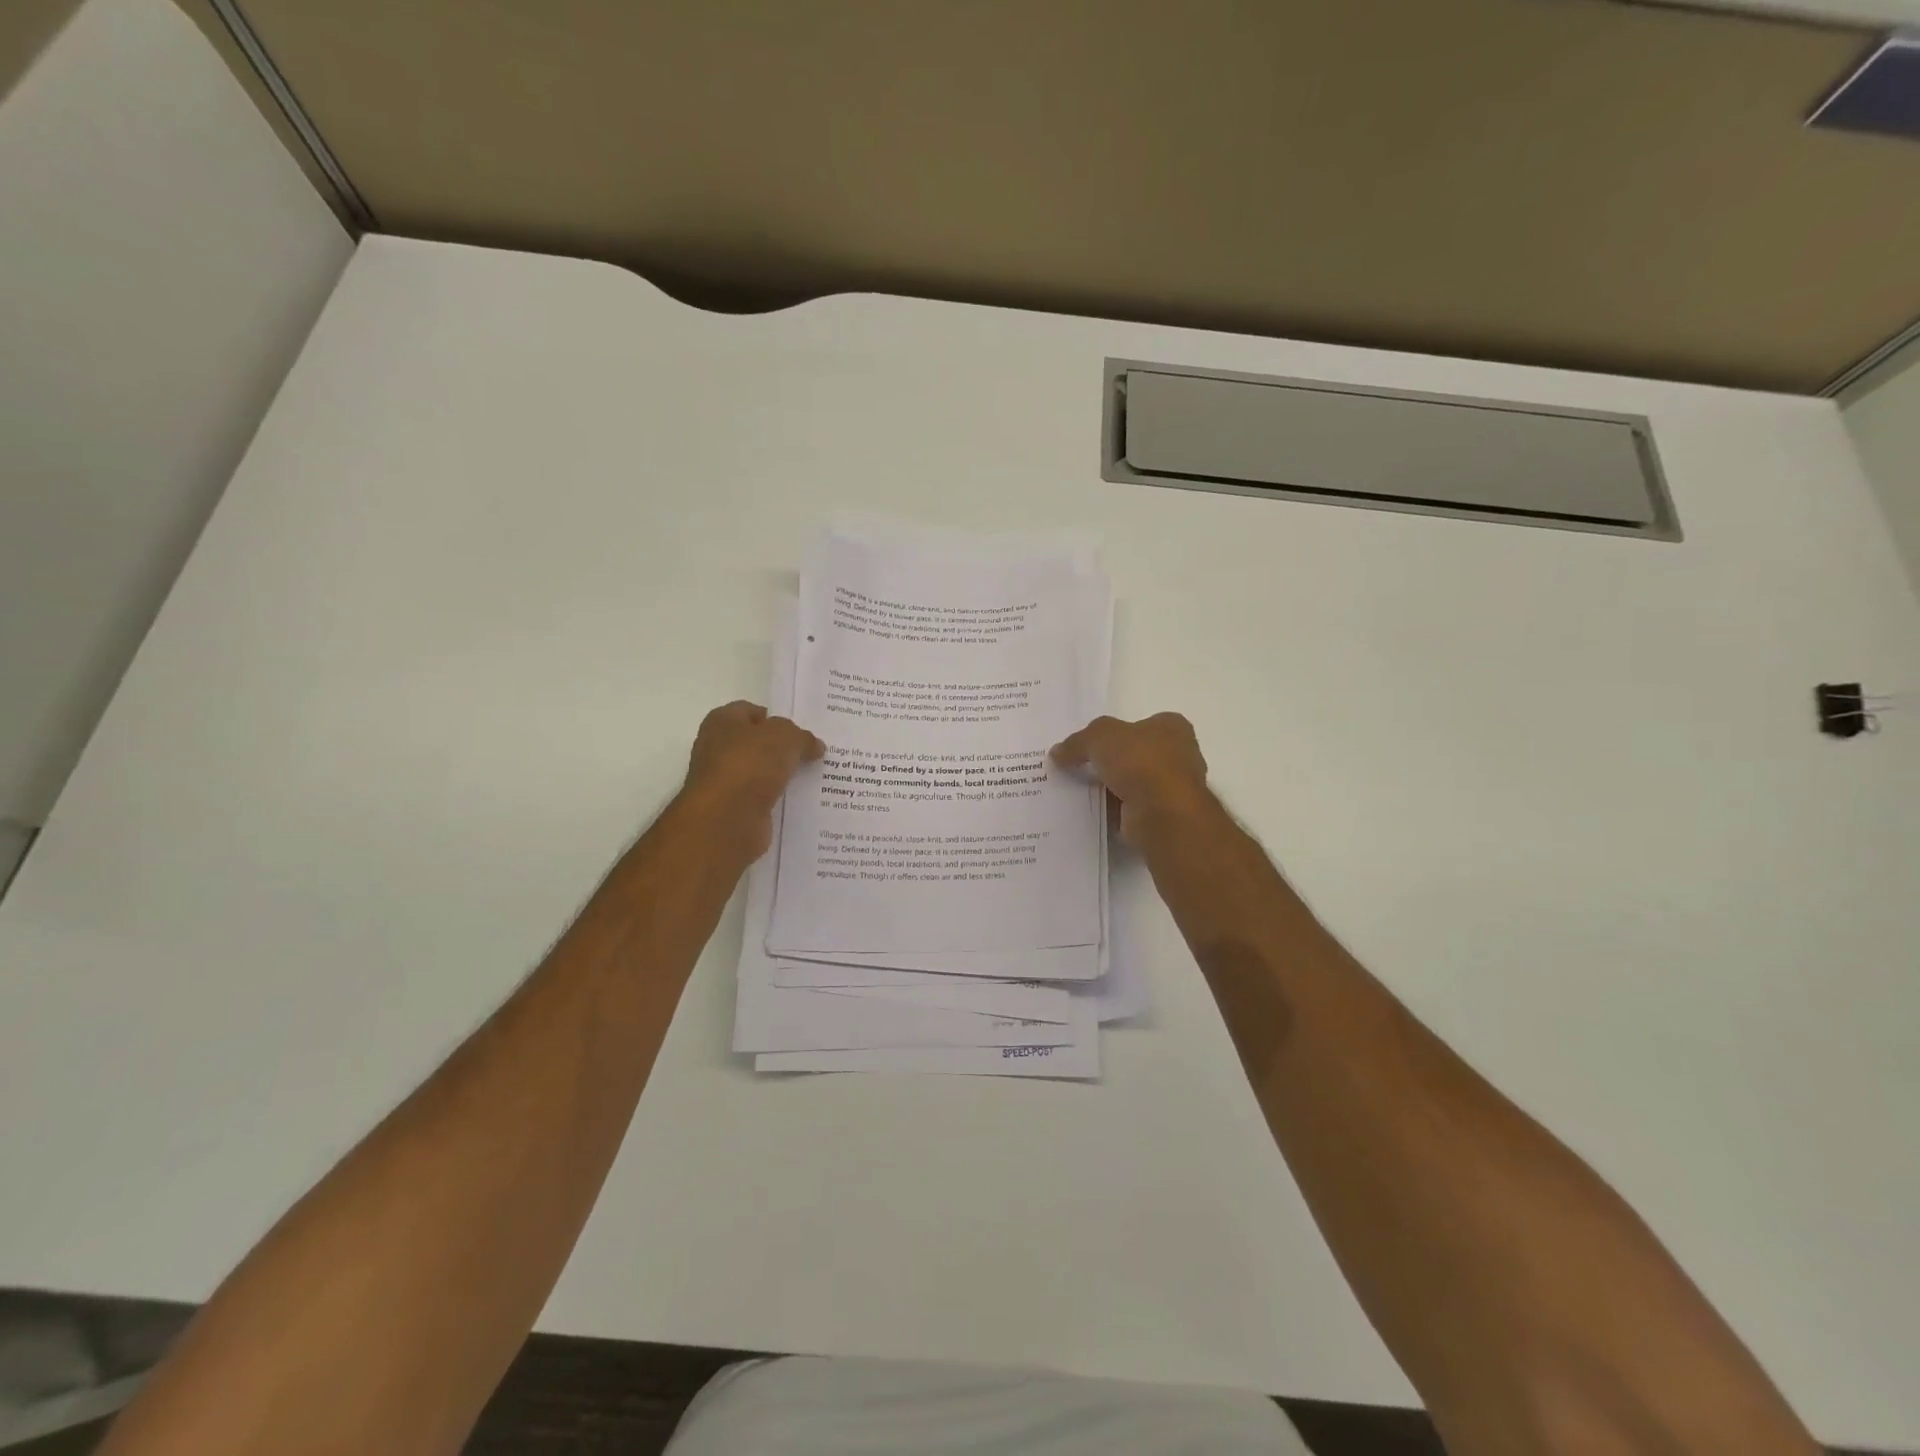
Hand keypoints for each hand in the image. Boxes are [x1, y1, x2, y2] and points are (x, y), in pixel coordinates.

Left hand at [681, 701, 822, 858]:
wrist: (727, 818)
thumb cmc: (751, 764)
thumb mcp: (786, 737)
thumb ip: (803, 737)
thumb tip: (814, 746)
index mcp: (722, 721)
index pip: (752, 711)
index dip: (777, 718)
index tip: (802, 732)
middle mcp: (717, 748)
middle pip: (757, 743)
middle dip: (783, 748)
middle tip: (813, 753)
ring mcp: (724, 780)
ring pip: (761, 772)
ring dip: (782, 775)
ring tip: (814, 776)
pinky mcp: (732, 808)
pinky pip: (761, 797)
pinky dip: (778, 798)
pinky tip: (800, 800)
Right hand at [1051, 713, 1213, 846]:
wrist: (1162, 813)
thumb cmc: (1140, 762)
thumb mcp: (1100, 737)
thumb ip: (1078, 742)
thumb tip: (1057, 752)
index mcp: (1172, 727)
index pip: (1141, 724)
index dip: (1116, 733)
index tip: (1091, 744)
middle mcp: (1179, 755)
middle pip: (1136, 755)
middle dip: (1111, 762)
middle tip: (1079, 767)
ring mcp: (1174, 789)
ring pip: (1133, 784)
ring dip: (1112, 788)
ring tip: (1079, 790)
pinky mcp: (1164, 816)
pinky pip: (1131, 809)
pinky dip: (1114, 811)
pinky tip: (1092, 811)